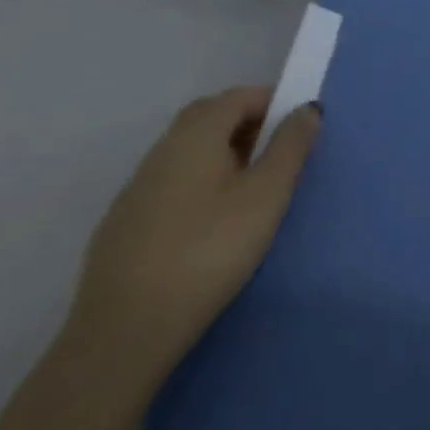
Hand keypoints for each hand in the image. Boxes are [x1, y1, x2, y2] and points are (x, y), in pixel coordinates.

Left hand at [68, 87, 320, 376]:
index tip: (296, 129)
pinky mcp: (122, 225)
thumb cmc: (208, 251)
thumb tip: (307, 108)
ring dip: (220, 156)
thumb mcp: (266, 196)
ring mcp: (136, 188)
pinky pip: (169, 185)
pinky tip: (206, 226)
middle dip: (246, 125)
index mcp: (196, 133)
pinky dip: (196, 186)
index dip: (271, 102)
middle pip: (209, 118)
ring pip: (187, 152)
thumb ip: (290, 146)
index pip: (238, 96)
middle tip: (276, 156)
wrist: (123, 333)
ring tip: (248, 192)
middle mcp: (162, 149)